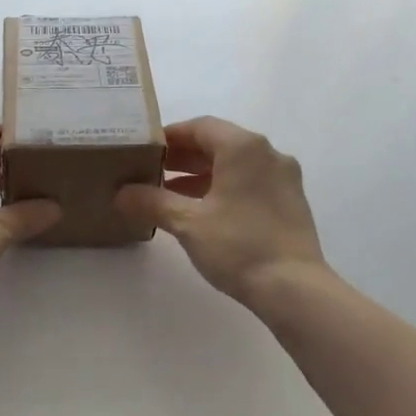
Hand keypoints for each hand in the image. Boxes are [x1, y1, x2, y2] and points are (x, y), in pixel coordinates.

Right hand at [115, 117, 326, 306]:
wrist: (294, 288)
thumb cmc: (238, 246)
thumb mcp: (187, 223)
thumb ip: (152, 202)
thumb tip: (121, 193)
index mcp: (244, 147)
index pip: (200, 126)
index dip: (169, 137)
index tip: (144, 151)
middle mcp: (268, 153)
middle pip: (218, 143)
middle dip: (183, 157)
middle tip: (151, 172)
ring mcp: (283, 178)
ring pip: (235, 165)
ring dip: (201, 175)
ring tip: (168, 194)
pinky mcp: (290, 201)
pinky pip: (250, 182)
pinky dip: (223, 188)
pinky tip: (201, 211)